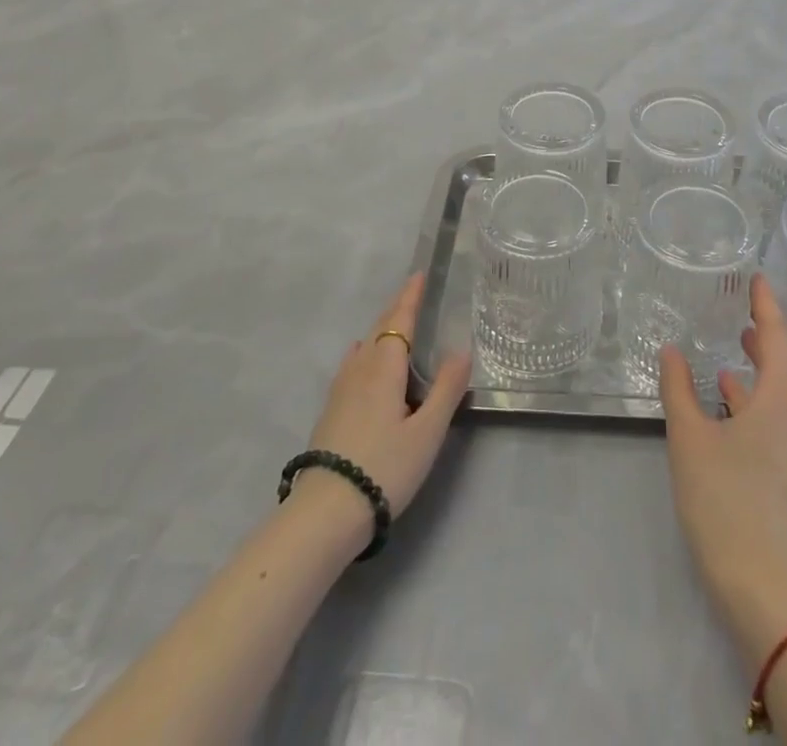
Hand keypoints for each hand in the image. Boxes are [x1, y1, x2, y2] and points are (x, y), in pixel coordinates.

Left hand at [295, 273, 471, 528]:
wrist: (325, 513)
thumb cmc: (384, 467)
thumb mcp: (427, 432)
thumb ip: (446, 389)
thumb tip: (461, 350)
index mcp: (385, 367)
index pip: (399, 321)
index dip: (410, 297)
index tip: (418, 274)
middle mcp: (360, 369)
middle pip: (379, 329)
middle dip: (396, 308)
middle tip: (412, 291)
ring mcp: (340, 389)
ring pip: (364, 346)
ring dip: (381, 329)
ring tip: (394, 323)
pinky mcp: (331, 409)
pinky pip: (353, 363)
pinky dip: (366, 350)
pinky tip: (362, 359)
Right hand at [659, 273, 786, 599]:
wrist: (755, 574)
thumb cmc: (721, 496)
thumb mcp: (689, 435)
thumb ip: (678, 388)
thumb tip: (670, 350)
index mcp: (779, 400)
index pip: (778, 337)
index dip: (767, 306)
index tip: (758, 278)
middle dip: (770, 329)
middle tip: (749, 303)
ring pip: (786, 384)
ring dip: (765, 358)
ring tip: (740, 338)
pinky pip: (780, 407)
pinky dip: (758, 389)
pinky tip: (728, 389)